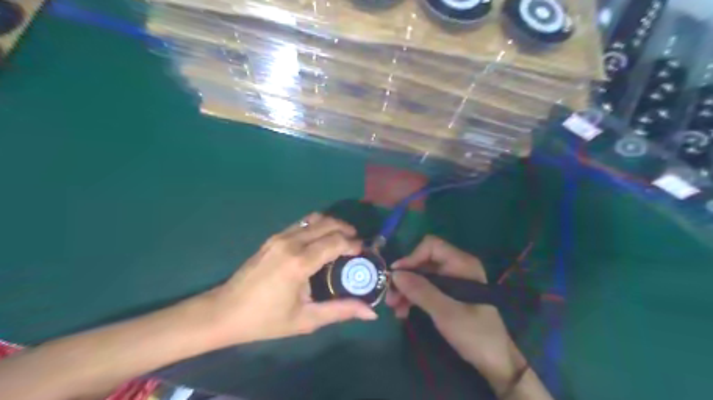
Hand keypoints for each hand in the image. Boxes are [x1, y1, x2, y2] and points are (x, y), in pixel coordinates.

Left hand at [202, 212, 377, 346]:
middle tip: (356, 245)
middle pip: (328, 223)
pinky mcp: (273, 237)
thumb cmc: (265, 320)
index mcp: (299, 262)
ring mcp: (280, 237)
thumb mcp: (305, 319)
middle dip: (347, 230)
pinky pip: (302, 224)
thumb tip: (371, 313)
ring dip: (332, 225)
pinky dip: (318, 227)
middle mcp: (291, 242)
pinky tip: (321, 242)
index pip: (335, 241)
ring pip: (314, 219)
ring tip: (342, 239)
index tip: (363, 252)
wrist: (224, 312)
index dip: (354, 244)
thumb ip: (340, 311)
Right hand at [388, 236, 522, 388]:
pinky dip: (413, 297)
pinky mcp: (449, 294)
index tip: (396, 276)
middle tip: (390, 297)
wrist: (495, 361)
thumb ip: (421, 291)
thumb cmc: (475, 334)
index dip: (411, 258)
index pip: (431, 246)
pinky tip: (403, 311)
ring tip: (394, 308)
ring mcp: (452, 281)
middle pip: (423, 262)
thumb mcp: (446, 312)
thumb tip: (395, 274)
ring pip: (422, 276)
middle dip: (405, 278)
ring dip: (406, 290)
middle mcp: (456, 267)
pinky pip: (426, 288)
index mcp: (462, 264)